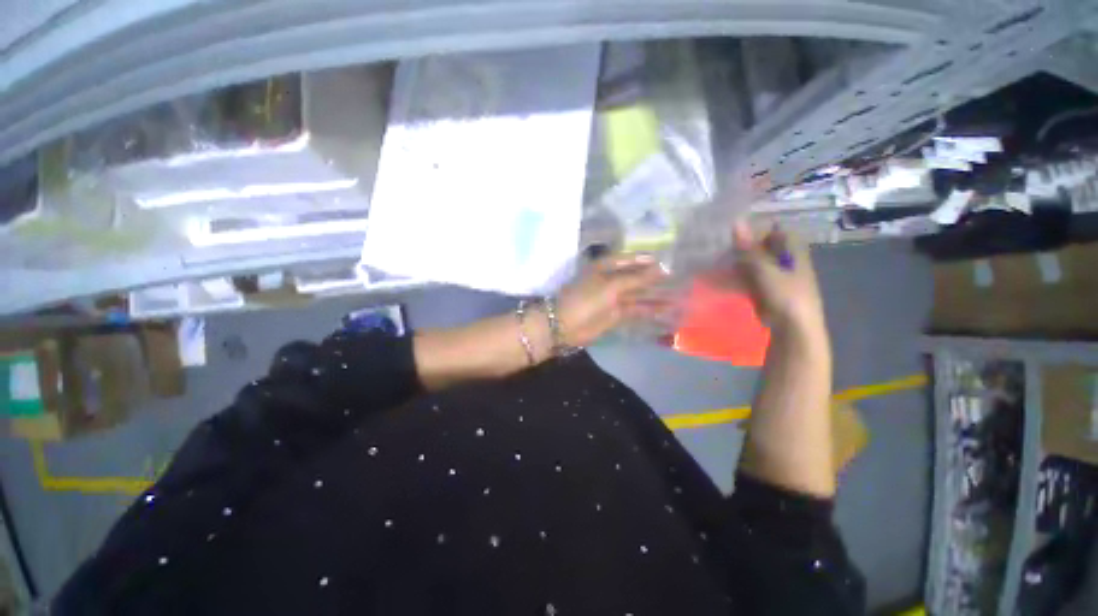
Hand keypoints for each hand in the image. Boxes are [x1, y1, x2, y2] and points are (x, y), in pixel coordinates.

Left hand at [555, 254, 669, 346]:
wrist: (565, 325)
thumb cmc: (586, 299)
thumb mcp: (611, 285)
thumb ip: (636, 278)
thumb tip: (660, 269)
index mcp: (605, 267)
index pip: (628, 259)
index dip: (645, 260)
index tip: (665, 261)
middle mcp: (610, 280)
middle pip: (635, 277)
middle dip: (654, 278)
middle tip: (677, 279)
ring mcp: (613, 298)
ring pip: (638, 295)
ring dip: (655, 295)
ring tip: (678, 295)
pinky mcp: (615, 314)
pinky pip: (635, 310)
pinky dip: (649, 310)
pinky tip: (666, 310)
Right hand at [703, 221, 824, 335]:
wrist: (793, 329)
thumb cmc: (785, 295)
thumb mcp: (764, 270)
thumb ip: (749, 249)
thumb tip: (736, 222)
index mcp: (795, 253)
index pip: (780, 232)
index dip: (761, 230)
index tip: (739, 233)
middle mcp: (788, 263)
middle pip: (766, 249)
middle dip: (746, 248)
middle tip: (725, 248)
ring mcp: (779, 279)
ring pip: (757, 265)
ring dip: (740, 264)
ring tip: (721, 264)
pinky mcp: (769, 293)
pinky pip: (752, 280)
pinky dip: (740, 278)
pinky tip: (727, 280)